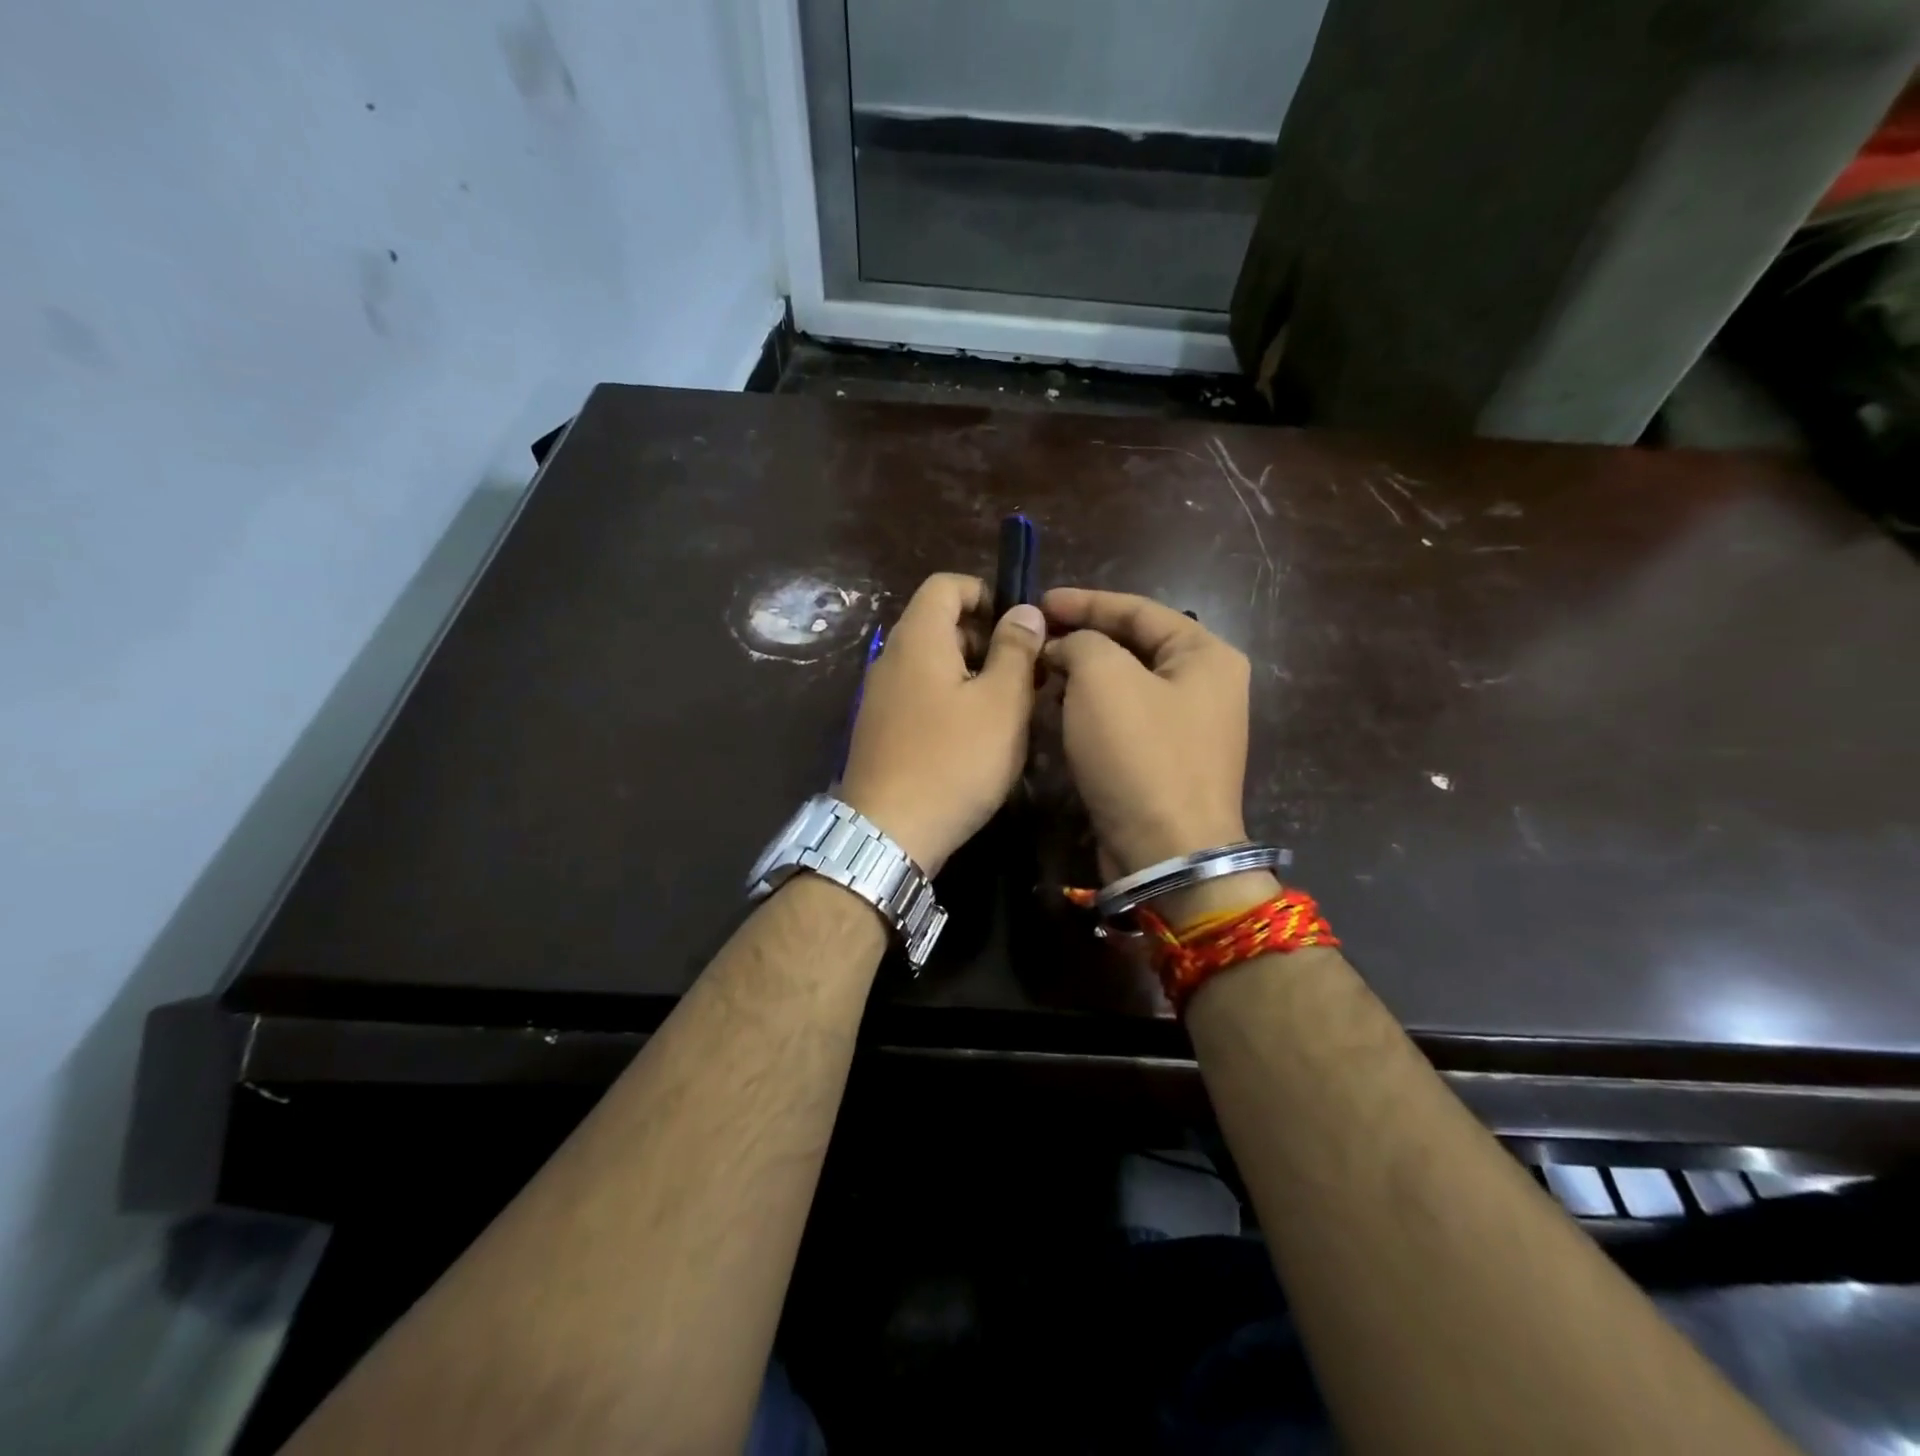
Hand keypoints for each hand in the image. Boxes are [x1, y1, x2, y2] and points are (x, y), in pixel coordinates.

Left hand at [841, 574, 1045, 873]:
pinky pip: (920, 696)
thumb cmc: (953, 761)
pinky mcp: (880, 730)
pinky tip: (975, 738)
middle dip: (986, 639)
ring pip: (933, 664)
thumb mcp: (1001, 703)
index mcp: (918, 638)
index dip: (986, 593)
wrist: (888, 833)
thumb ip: (1016, 650)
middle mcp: (891, 658)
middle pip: (939, 624)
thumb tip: (1024, 611)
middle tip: (1024, 675)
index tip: (1019, 628)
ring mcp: (880, 696)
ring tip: (1007, 710)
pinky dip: (951, 701)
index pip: (946, 585)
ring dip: (972, 675)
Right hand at [1041, 588, 1255, 878]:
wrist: (1164, 853)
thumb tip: (1065, 648)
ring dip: (1078, 678)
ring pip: (1122, 687)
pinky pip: (1120, 722)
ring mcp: (1186, 729)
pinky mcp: (1163, 763)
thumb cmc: (1139, 754)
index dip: (1085, 601)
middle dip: (1079, 641)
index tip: (1039, 602)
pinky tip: (1052, 712)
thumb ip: (1080, 643)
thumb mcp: (1103, 678)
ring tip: (1034, 674)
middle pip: (1131, 648)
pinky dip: (1087, 713)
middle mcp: (1204, 686)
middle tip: (1032, 640)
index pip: (1138, 610)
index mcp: (1205, 654)